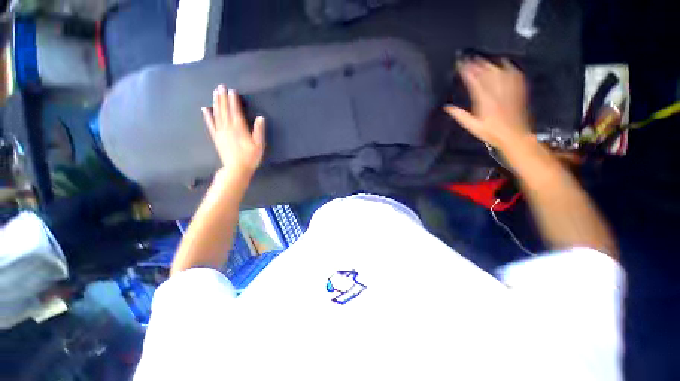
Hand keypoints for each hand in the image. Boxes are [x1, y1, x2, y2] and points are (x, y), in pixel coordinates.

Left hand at [202, 85, 265, 177]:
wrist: (236, 169)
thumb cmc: (250, 158)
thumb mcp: (259, 145)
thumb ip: (259, 131)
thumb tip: (260, 117)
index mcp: (239, 129)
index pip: (235, 111)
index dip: (233, 101)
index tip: (231, 91)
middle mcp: (228, 128)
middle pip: (224, 110)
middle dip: (222, 98)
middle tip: (220, 86)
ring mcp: (220, 132)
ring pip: (217, 115)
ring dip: (216, 103)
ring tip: (215, 93)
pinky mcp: (216, 138)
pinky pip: (211, 125)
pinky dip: (207, 116)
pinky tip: (205, 109)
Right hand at [444, 58, 531, 151]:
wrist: (515, 135)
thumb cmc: (491, 132)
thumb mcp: (472, 126)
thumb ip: (460, 116)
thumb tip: (447, 107)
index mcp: (484, 101)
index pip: (474, 82)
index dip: (467, 72)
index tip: (460, 64)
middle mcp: (497, 92)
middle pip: (486, 73)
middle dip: (477, 64)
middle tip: (469, 57)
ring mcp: (509, 89)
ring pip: (499, 72)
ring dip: (489, 64)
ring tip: (482, 58)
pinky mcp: (518, 90)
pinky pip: (513, 74)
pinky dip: (508, 66)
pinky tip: (503, 61)